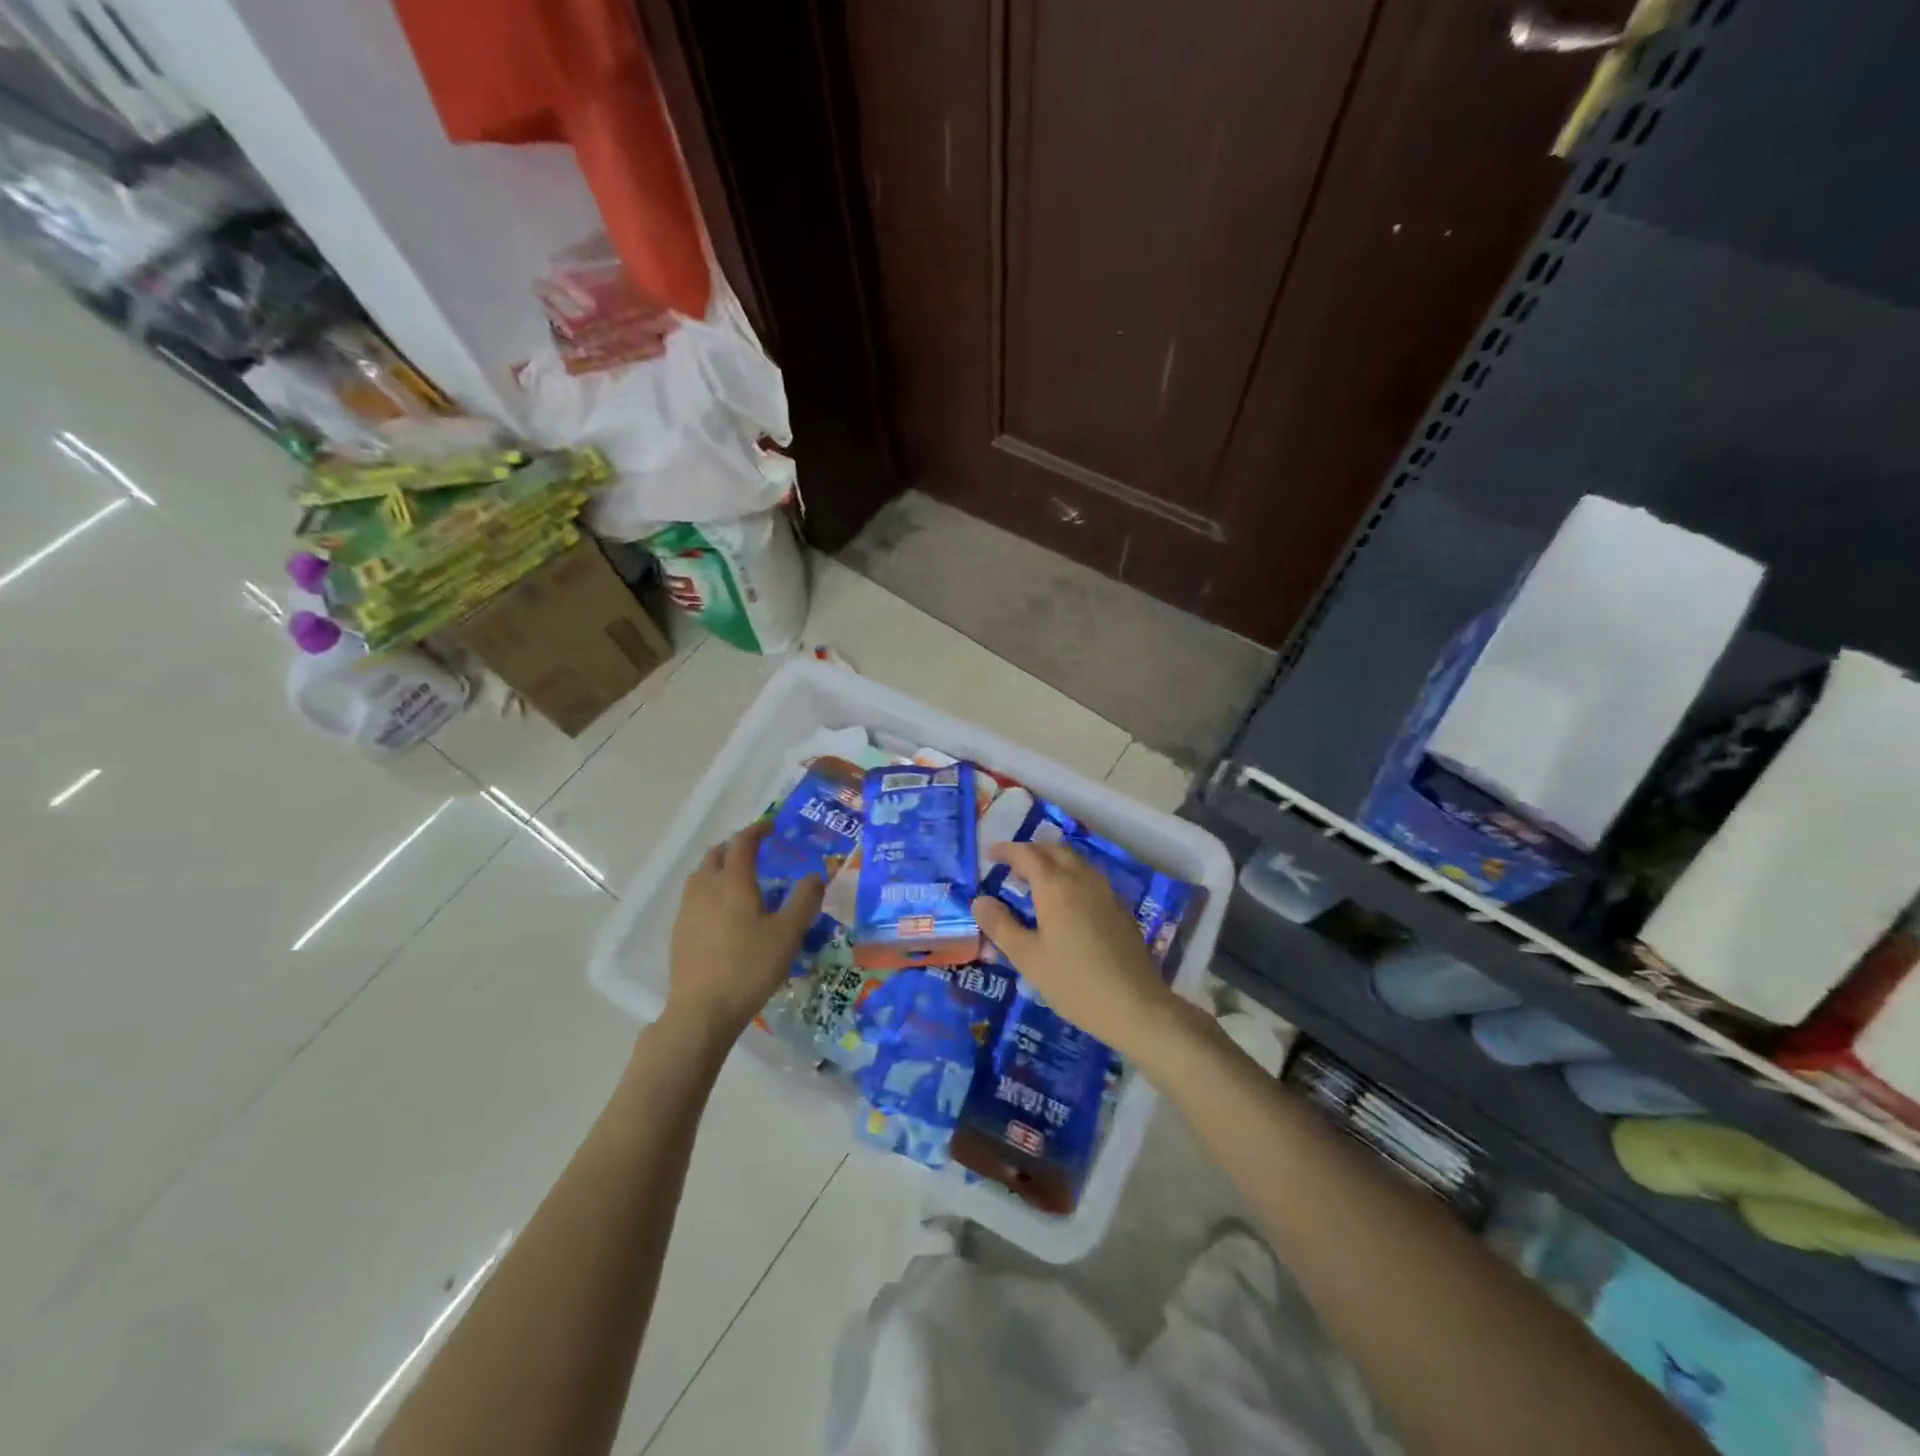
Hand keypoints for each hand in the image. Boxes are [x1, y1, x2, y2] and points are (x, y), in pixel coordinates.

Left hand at [666, 821, 823, 1042]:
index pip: (743, 842)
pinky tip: (722, 914)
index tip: (772, 827)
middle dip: (736, 847)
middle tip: (756, 853)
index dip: (757, 830)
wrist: (702, 1011)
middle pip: (716, 854)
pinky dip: (709, 891)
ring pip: (701, 875)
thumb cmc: (749, 967)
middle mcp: (706, 888)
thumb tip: (816, 875)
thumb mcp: (787, 934)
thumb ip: (804, 901)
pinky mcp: (678, 932)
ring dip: (719, 868)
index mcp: (733, 882)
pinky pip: (694, 898)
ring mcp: (687, 910)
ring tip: (739, 881)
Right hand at [971, 841, 1175, 1057]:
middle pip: (1054, 850)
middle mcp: (1082, 879)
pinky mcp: (1119, 908)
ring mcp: (1105, 892)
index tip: (990, 854)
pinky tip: (1065, 902)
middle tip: (1012, 866)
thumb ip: (1001, 926)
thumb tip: (980, 901)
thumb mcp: (1028, 958)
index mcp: (1056, 886)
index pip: (1027, 854)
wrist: (1135, 1005)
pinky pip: (1089, 877)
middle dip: (1031, 852)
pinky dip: (1070, 876)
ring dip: (1052, 861)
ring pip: (1075, 862)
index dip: (1007, 850)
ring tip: (1036, 881)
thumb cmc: (1074, 983)